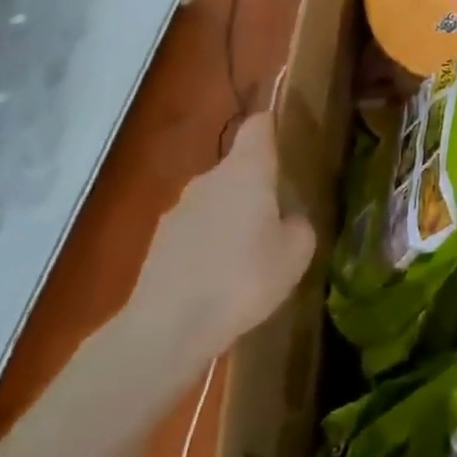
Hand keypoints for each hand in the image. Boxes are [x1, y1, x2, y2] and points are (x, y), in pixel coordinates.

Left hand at [125, 113, 315, 377]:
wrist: (166, 330)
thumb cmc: (243, 279)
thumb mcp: (296, 253)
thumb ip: (298, 226)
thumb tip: (287, 220)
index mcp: (246, 170)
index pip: (258, 126)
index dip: (273, 126)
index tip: (287, 138)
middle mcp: (209, 179)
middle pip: (237, 167)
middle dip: (256, 186)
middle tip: (278, 216)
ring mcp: (178, 211)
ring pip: (215, 201)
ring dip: (231, 218)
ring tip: (248, 257)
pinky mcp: (158, 245)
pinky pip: (195, 233)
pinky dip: (208, 246)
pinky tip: (219, 281)